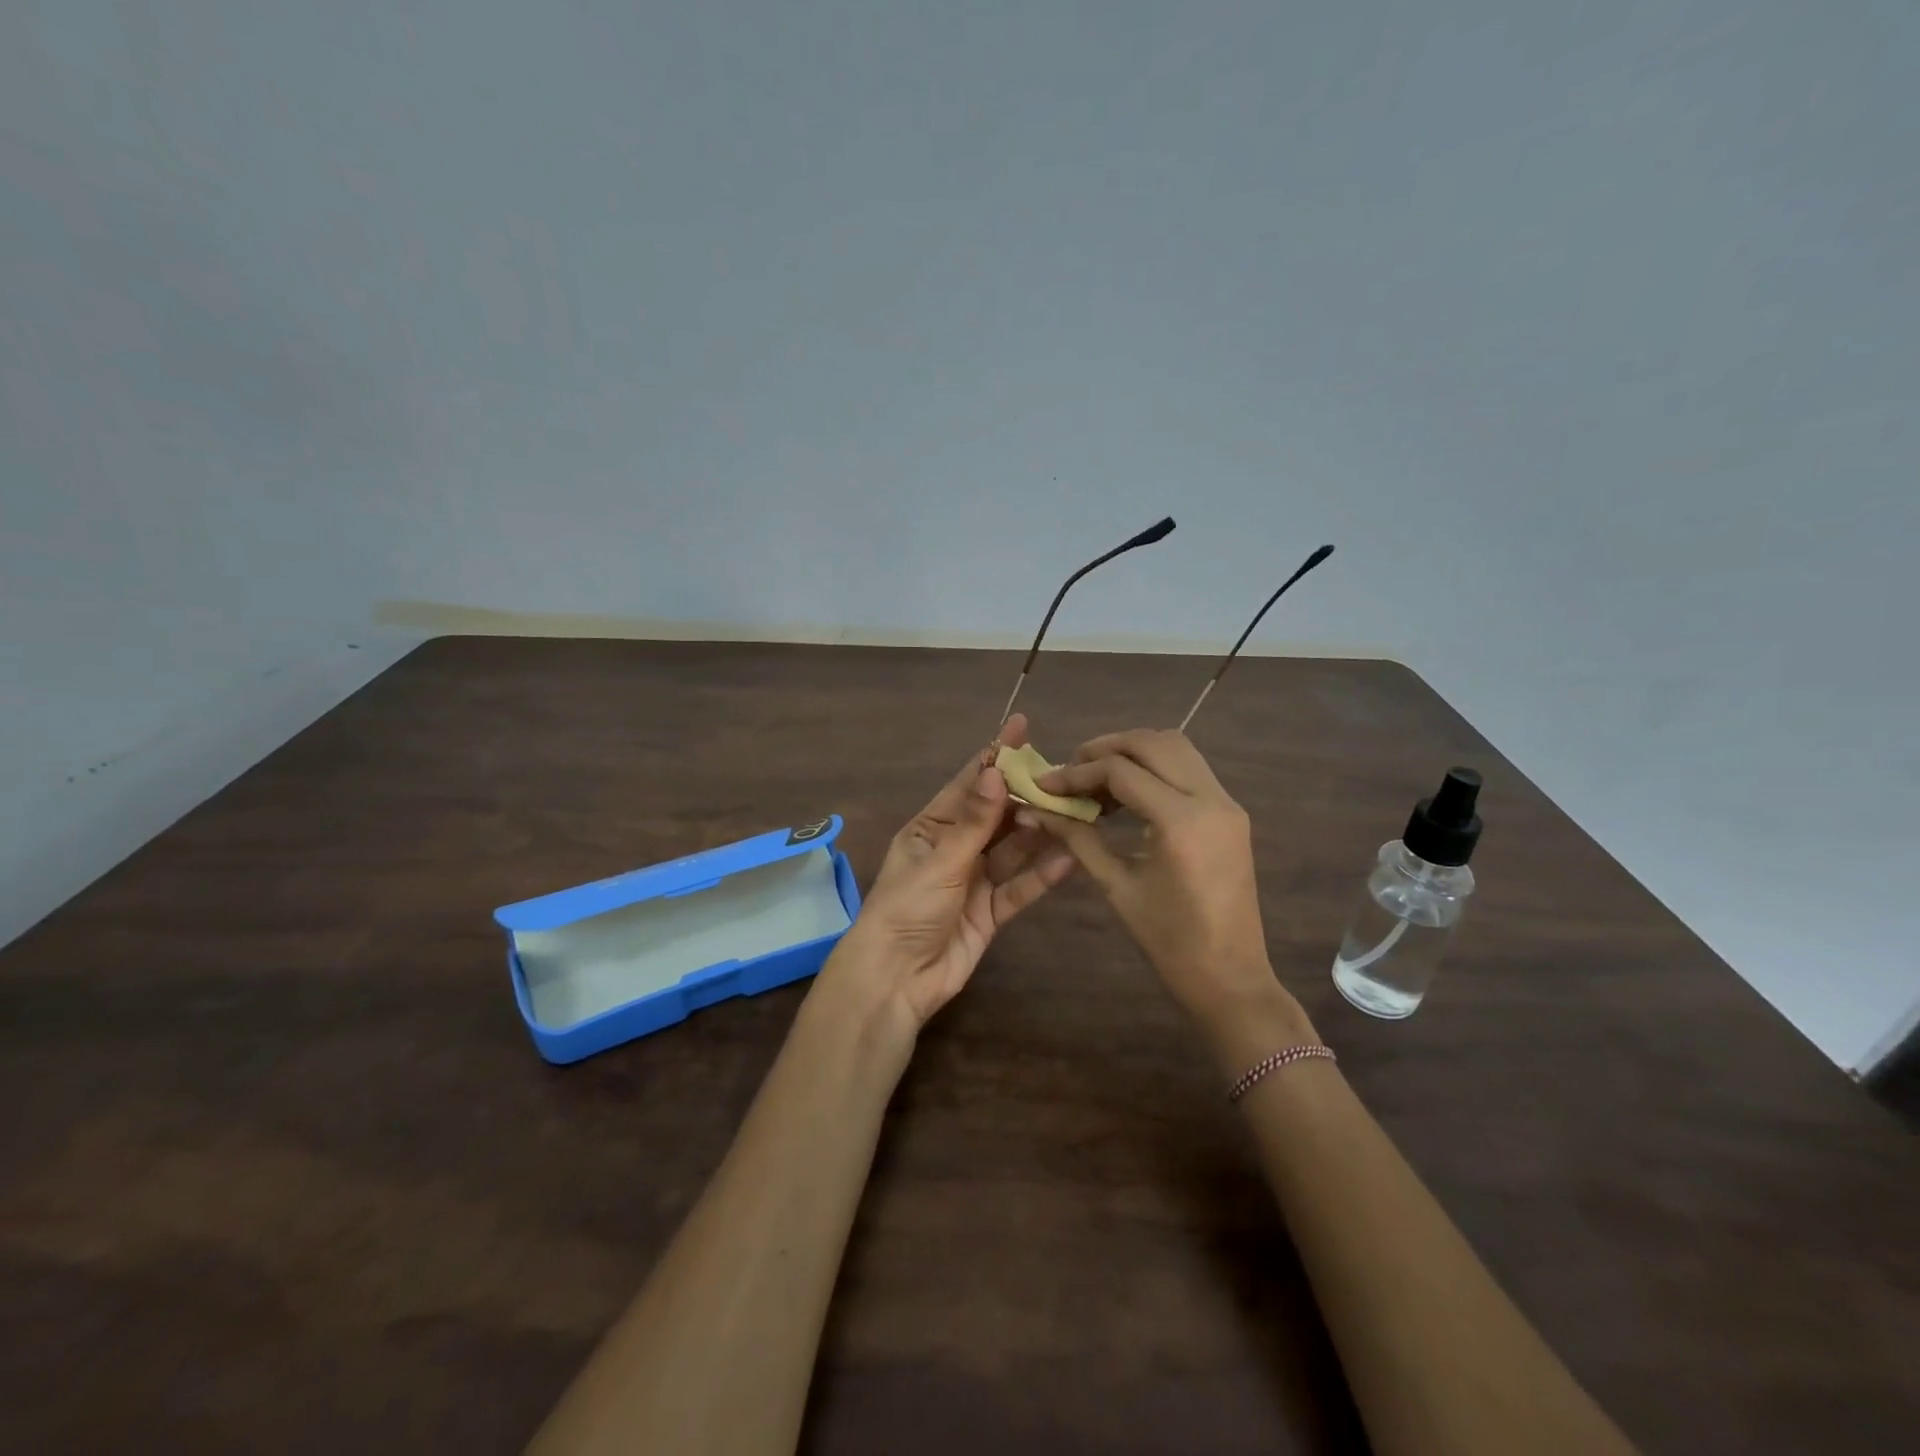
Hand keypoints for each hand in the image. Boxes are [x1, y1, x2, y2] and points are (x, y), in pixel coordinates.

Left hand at [812, 713, 1076, 1041]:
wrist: (895, 980)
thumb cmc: (907, 909)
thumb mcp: (940, 860)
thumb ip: (974, 821)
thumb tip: (997, 771)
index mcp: (931, 828)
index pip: (969, 784)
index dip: (995, 756)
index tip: (1022, 728)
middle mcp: (955, 848)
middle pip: (997, 816)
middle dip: (1026, 797)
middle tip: (1064, 777)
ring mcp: (974, 881)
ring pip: (1013, 850)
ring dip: (1039, 833)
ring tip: (1074, 812)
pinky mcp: (991, 913)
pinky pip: (1020, 888)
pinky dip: (1041, 876)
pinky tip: (1069, 859)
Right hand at [1022, 729, 1315, 1055]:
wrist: (1231, 978)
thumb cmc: (1169, 942)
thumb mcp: (1116, 887)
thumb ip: (1077, 838)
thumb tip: (1036, 810)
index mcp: (1181, 822)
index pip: (1121, 771)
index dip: (1077, 772)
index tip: (1045, 783)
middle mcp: (1211, 799)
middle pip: (1153, 742)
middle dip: (1106, 748)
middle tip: (1071, 770)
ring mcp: (1227, 803)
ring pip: (1176, 747)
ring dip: (1133, 751)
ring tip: (1096, 777)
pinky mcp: (1231, 812)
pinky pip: (1190, 769)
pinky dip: (1155, 767)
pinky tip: (1127, 793)